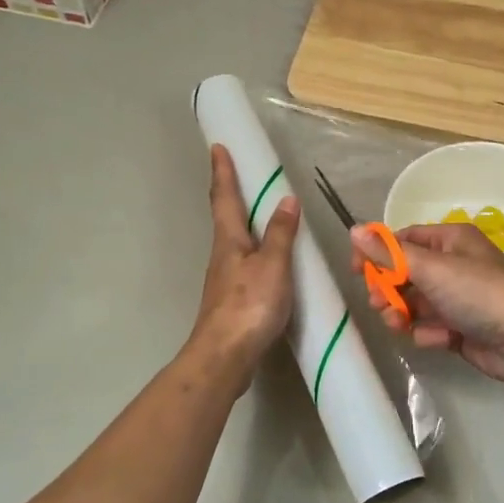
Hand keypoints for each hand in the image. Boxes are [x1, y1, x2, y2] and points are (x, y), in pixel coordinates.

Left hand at [189, 145, 298, 384]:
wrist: (225, 356)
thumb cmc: (249, 305)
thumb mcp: (273, 266)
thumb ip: (281, 234)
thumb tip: (286, 199)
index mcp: (229, 241)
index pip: (224, 198)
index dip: (222, 171)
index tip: (217, 146)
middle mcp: (222, 255)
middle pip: (225, 217)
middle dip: (229, 193)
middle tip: (238, 173)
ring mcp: (225, 279)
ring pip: (234, 242)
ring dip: (243, 222)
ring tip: (259, 211)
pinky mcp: (232, 301)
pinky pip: (244, 264)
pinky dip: (254, 251)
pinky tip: (267, 260)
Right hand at [350, 221, 503, 383]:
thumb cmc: (478, 292)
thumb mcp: (430, 268)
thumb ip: (389, 253)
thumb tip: (354, 230)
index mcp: (450, 241)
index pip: (404, 240)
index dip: (378, 254)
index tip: (356, 270)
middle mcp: (454, 265)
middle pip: (405, 274)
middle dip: (388, 289)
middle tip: (377, 302)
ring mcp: (458, 299)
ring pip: (414, 303)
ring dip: (401, 314)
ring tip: (397, 324)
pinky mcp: (460, 328)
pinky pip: (430, 327)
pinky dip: (428, 333)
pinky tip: (439, 338)